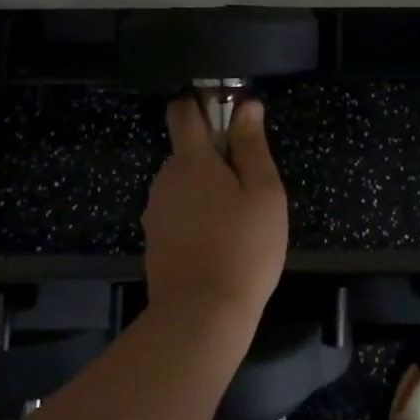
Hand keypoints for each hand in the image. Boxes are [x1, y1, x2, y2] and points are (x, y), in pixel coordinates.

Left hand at [142, 97, 288, 330]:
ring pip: (185, 184)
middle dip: (217, 157)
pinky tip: (221, 242)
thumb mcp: (263, 192)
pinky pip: (179, 212)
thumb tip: (246, 106)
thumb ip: (252, 146)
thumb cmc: (242, 247)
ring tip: (241, 219)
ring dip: (209, 190)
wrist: (200, 317)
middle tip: (252, 185)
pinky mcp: (156, 240)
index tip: (228, 112)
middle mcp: (165, 179)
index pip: (183, 112)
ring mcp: (156, 212)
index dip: (202, 103)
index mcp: (191, 160)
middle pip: (188, 151)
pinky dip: (199, 216)